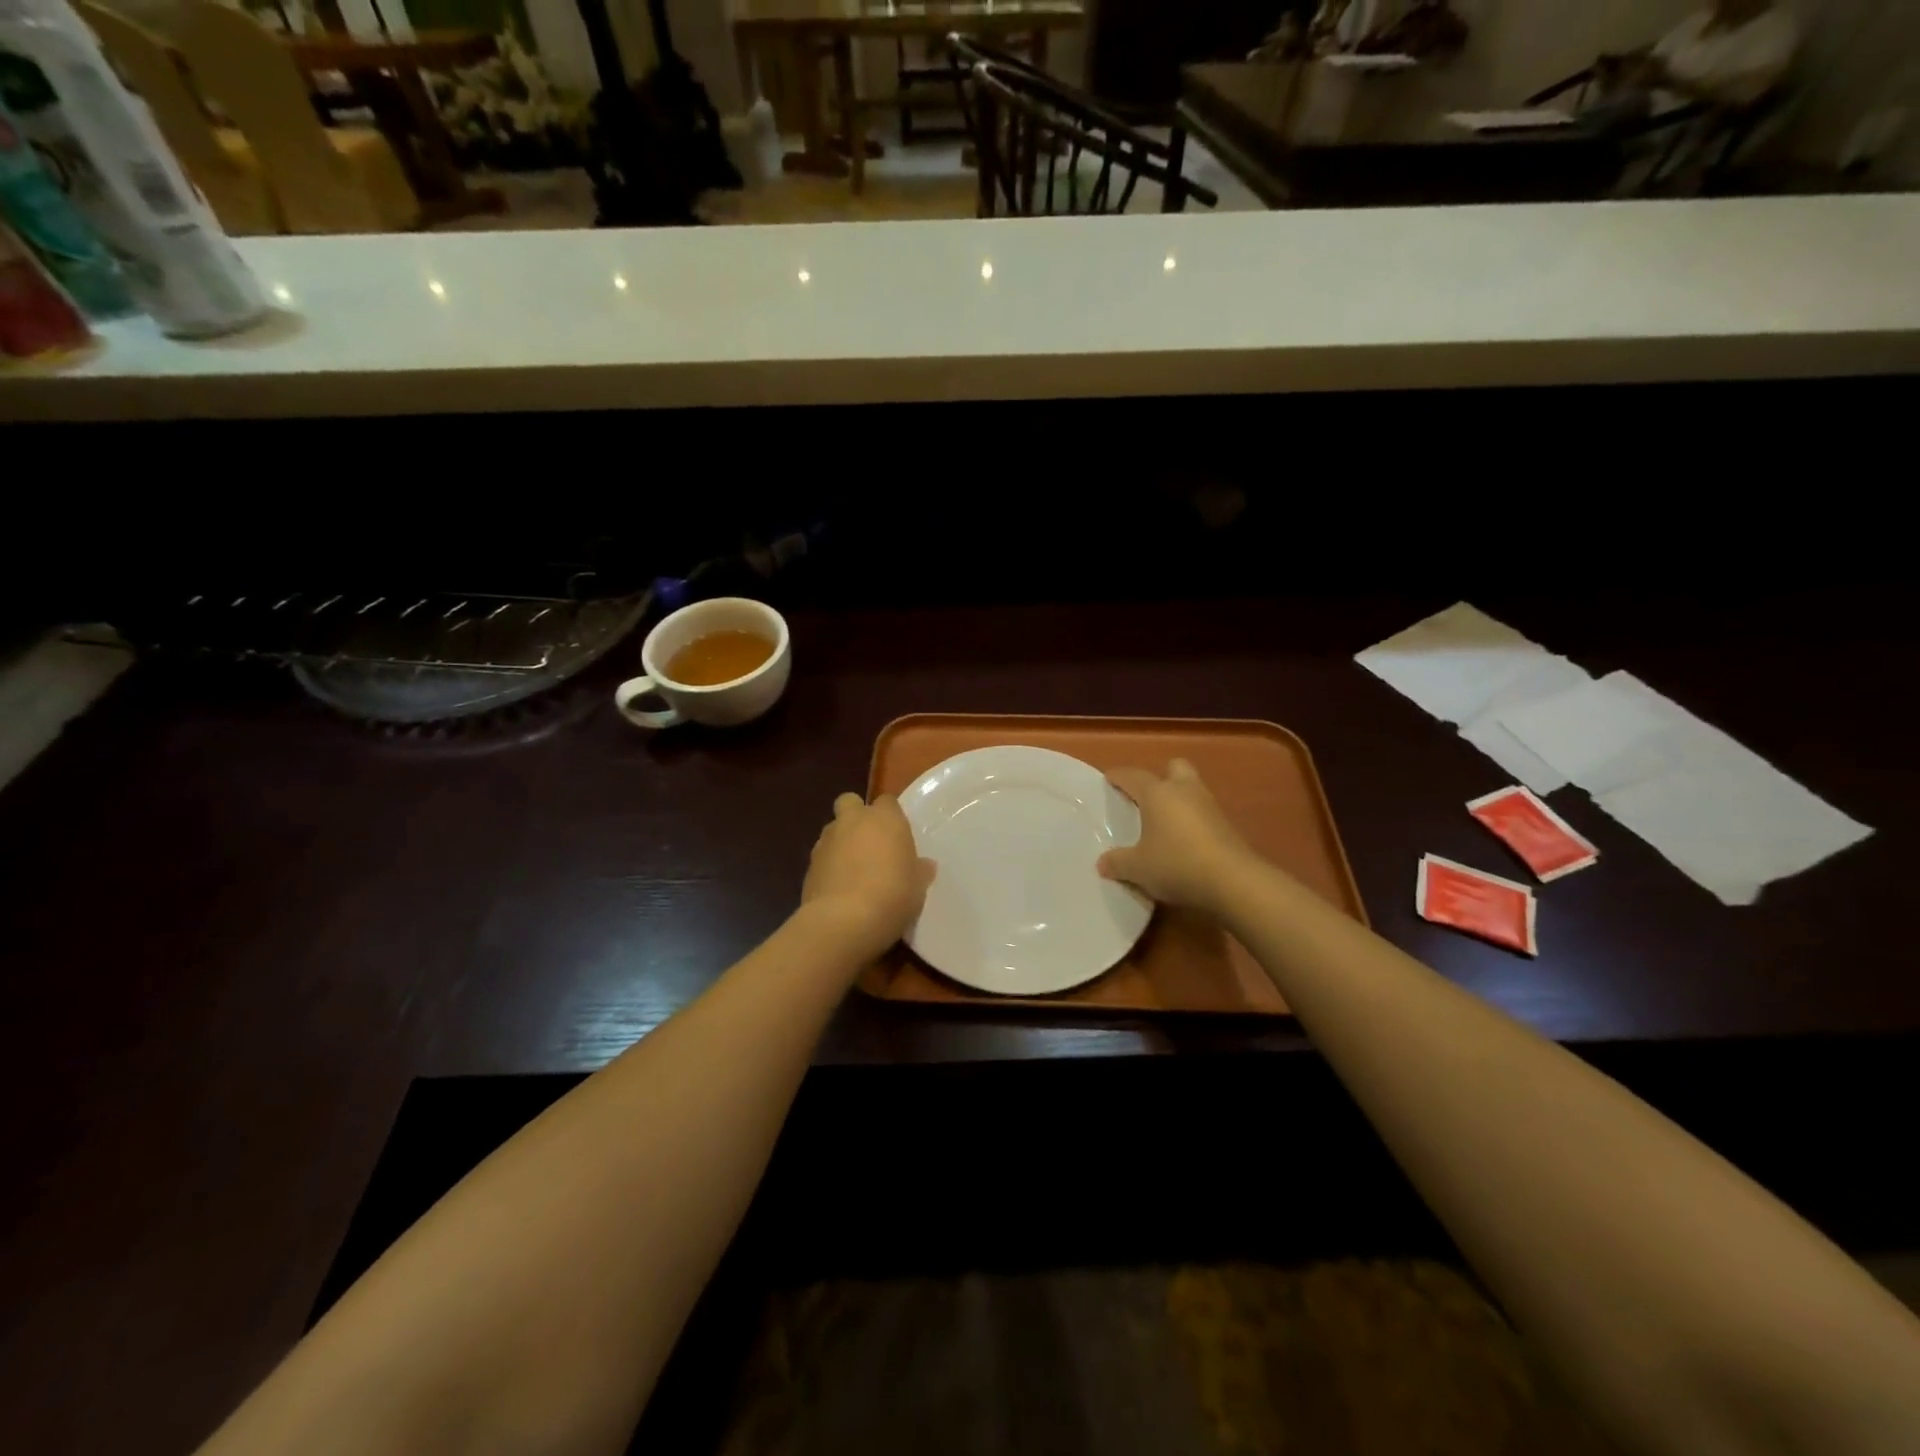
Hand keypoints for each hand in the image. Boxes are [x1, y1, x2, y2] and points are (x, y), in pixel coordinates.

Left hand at [801, 793, 935, 959]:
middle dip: (857, 816)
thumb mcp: (917, 887)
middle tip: (870, 842)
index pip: (887, 802)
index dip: (891, 815)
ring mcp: (826, 842)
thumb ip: (919, 871)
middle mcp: (852, 821)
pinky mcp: (808, 866)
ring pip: (833, 830)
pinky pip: (822, 858)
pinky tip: (839, 890)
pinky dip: (829, 867)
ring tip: (854, 871)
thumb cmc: (892, 896)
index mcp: (884, 819)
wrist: (843, 922)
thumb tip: (924, 865)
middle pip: (850, 802)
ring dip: (841, 843)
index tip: (897, 836)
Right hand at [1098, 759, 1256, 915]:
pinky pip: (1204, 813)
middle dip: (1161, 777)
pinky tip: (1184, 842)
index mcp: (1158, 794)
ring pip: (1192, 789)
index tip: (1109, 779)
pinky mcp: (1227, 826)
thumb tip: (1102, 863)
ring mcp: (1210, 806)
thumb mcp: (1137, 868)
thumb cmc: (1176, 864)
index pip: (1133, 776)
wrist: (1233, 881)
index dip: (1119, 777)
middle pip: (1174, 768)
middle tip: (1148, 797)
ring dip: (1179, 800)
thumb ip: (1117, 863)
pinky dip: (1193, 821)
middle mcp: (1185, 791)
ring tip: (1165, 823)